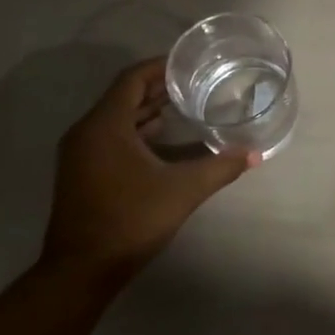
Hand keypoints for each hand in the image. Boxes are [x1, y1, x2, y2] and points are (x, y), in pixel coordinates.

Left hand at [42, 57, 257, 284]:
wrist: (81, 272)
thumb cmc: (130, 220)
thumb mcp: (183, 190)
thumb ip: (220, 167)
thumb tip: (254, 153)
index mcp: (105, 125)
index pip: (132, 78)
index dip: (161, 66)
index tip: (190, 62)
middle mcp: (87, 132)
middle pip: (124, 95)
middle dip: (159, 87)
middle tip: (196, 81)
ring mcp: (80, 154)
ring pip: (117, 117)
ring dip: (148, 109)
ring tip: (186, 104)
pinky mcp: (81, 172)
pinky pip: (111, 136)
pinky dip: (137, 130)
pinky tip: (164, 138)